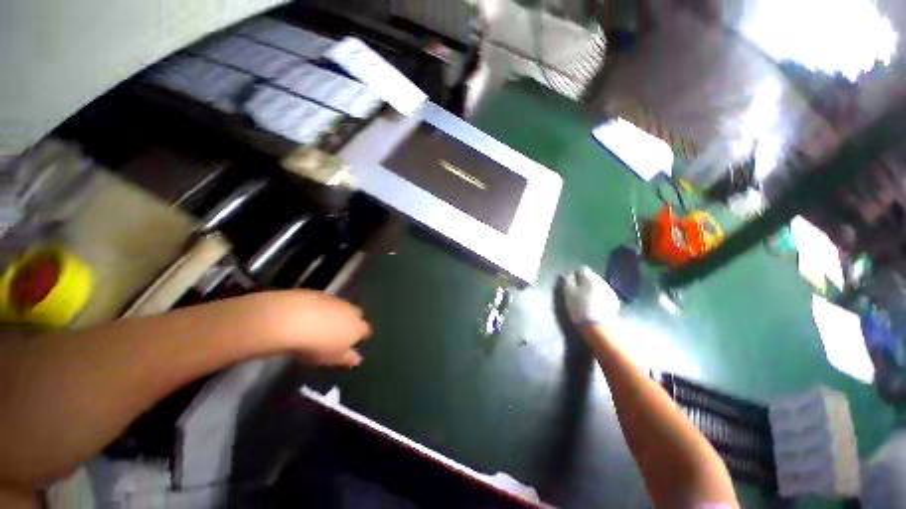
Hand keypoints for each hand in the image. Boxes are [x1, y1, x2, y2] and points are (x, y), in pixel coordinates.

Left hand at [250, 291, 371, 366]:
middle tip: (336, 334)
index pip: (365, 331)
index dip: (360, 336)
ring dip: (335, 314)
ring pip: (341, 307)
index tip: (351, 343)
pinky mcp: (320, 293)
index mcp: (358, 327)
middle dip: (350, 322)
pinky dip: (321, 308)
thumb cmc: (317, 345)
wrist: (291, 320)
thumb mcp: (332, 358)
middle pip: (356, 315)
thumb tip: (358, 359)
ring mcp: (336, 300)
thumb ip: (347, 358)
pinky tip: (308, 316)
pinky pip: (325, 302)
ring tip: (320, 326)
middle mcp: (351, 311)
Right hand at [561, 266, 620, 327]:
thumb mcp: (568, 293)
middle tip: (577, 290)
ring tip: (586, 298)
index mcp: (589, 277)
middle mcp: (602, 281)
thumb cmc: (579, 307)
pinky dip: (599, 296)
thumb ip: (567, 281)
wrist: (598, 327)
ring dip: (593, 288)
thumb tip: (568, 273)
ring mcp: (610, 291)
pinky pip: (604, 294)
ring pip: (599, 285)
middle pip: (592, 277)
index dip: (575, 274)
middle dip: (585, 281)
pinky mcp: (615, 302)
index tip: (570, 282)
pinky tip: (595, 304)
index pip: (582, 269)